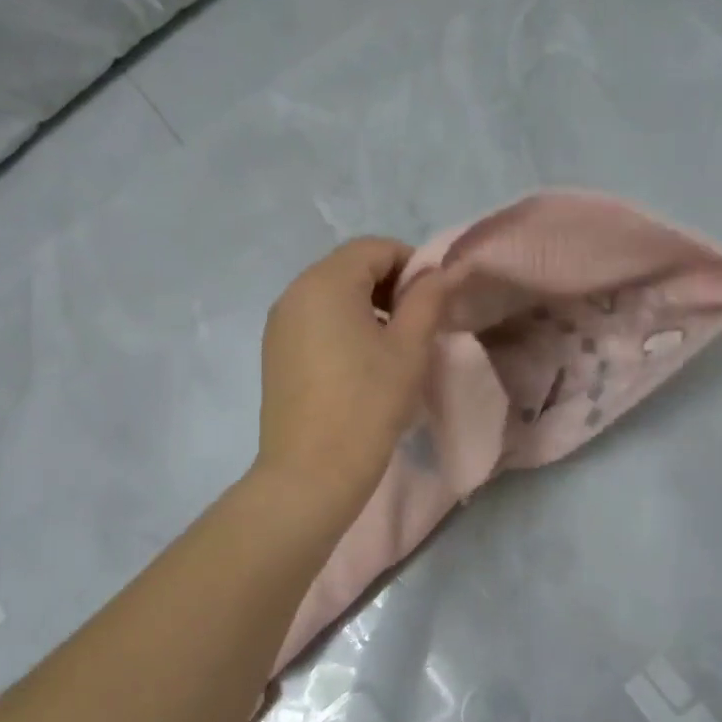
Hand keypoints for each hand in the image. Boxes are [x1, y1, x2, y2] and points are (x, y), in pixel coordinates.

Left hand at [254, 237, 446, 522]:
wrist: (311, 473)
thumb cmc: (368, 404)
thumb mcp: (409, 349)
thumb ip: (429, 300)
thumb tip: (445, 271)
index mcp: (326, 282)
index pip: (375, 248)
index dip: (412, 265)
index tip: (435, 301)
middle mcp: (294, 293)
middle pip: (350, 268)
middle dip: (390, 286)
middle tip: (419, 324)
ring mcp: (280, 325)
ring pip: (331, 296)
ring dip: (367, 307)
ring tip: (393, 348)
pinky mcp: (275, 353)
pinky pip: (315, 322)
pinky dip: (343, 327)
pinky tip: (361, 366)